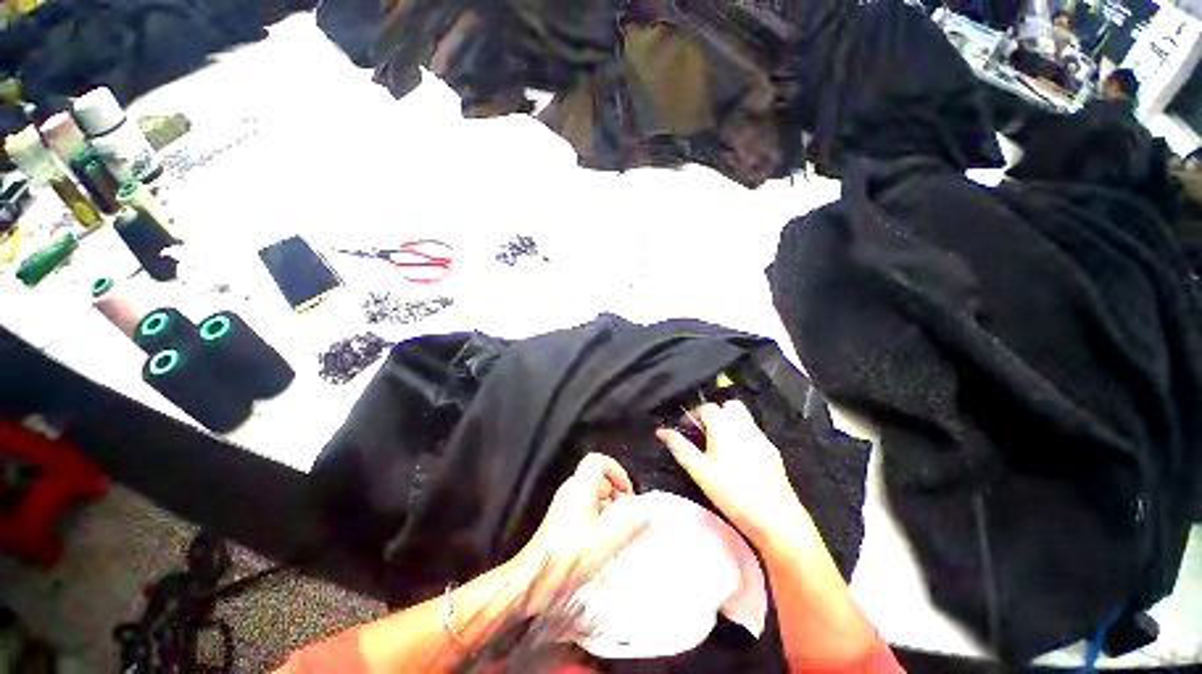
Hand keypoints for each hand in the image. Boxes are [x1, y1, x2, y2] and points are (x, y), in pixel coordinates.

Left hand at [508, 453, 647, 613]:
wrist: (533, 579)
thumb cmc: (568, 558)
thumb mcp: (605, 543)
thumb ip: (630, 526)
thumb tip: (649, 513)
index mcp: (580, 487)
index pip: (598, 461)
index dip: (616, 471)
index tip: (627, 493)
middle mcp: (571, 489)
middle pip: (598, 477)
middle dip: (616, 492)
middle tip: (626, 515)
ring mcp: (565, 503)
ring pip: (593, 492)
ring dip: (609, 506)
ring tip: (617, 529)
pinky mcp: (562, 517)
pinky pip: (585, 505)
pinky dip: (599, 514)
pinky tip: (603, 538)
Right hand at [657, 401, 809, 551]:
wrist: (776, 518)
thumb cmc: (732, 493)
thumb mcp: (699, 471)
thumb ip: (680, 448)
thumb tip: (662, 431)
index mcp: (724, 428)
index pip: (707, 407)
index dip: (695, 414)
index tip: (688, 429)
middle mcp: (744, 427)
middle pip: (730, 405)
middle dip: (717, 413)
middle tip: (706, 432)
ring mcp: (761, 439)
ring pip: (744, 418)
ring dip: (731, 422)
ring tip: (721, 445)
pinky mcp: (773, 452)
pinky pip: (755, 433)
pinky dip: (744, 436)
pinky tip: (740, 458)